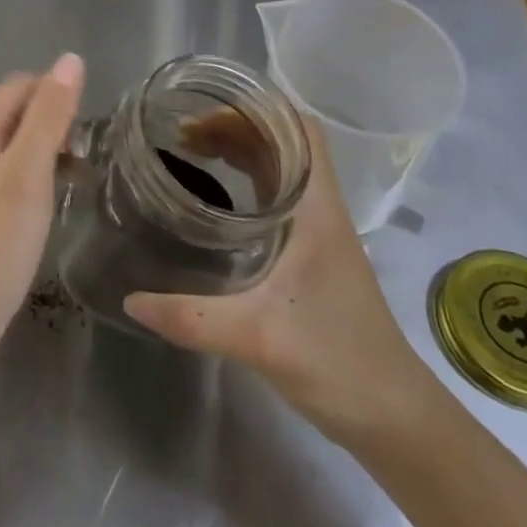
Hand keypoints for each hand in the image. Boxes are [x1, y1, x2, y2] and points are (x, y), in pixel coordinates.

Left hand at [0, 54, 84, 378]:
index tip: (86, 139)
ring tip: (71, 186)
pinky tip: (42, 209)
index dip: (60, 100)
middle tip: (82, 166)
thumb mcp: (28, 175)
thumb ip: (49, 115)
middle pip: (17, 111)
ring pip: (12, 144)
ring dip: (44, 154)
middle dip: (54, 127)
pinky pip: (3, 172)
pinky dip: (28, 179)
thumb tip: (70, 58)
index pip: (25, 84)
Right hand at [123, 117, 439, 442]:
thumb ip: (192, 318)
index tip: (207, 110)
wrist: (395, 418)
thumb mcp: (258, 338)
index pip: (300, 129)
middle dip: (235, 126)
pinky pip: (278, 196)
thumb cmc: (337, 361)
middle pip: (283, 141)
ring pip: (281, 167)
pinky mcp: (314, 255)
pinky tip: (219, 197)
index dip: (258, 108)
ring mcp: (319, 232)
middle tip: (183, 134)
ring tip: (193, 152)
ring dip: (241, 151)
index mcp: (317, 208)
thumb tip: (130, 301)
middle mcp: (320, 209)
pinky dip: (248, 180)